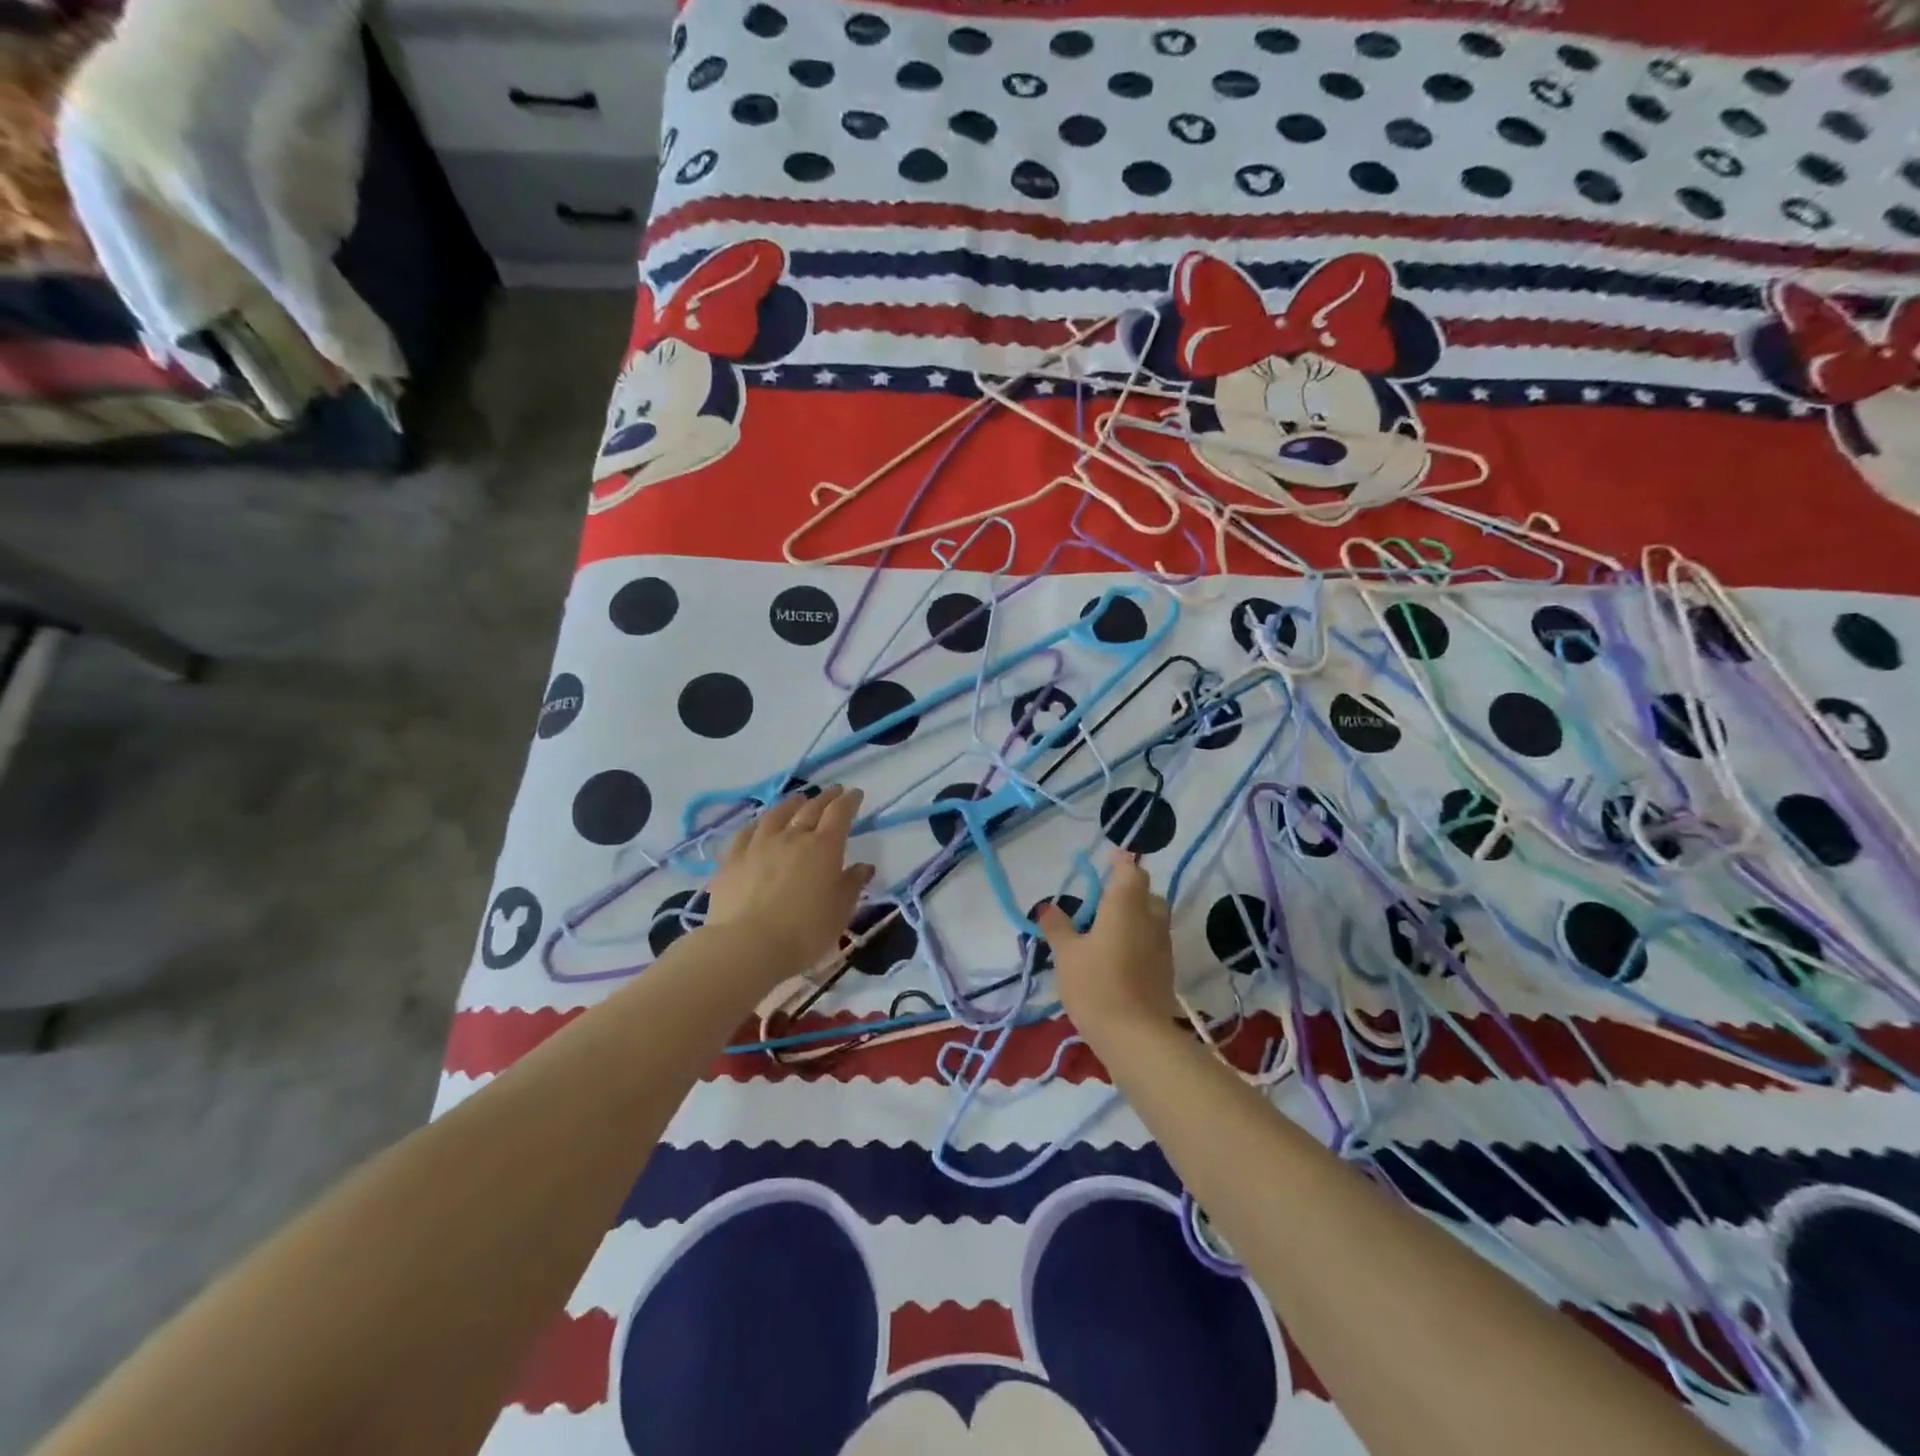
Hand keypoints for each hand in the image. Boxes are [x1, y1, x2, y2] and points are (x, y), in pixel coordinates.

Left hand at [706, 785, 875, 976]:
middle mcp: (792, 837)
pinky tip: (760, 824)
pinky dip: (759, 823)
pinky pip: (747, 832)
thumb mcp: (840, 911)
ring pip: (777, 814)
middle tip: (834, 791)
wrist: (747, 946)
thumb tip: (863, 867)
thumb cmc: (804, 931)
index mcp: (824, 847)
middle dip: (825, 798)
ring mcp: (759, 844)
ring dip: (791, 803)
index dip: (849, 801)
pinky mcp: (732, 859)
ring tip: (798, 799)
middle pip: (811, 809)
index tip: (855, 794)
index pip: (839, 814)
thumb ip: (852, 885)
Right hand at [1035, 854, 1179, 1041]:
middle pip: (1146, 892)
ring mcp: (1163, 945)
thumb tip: (1047, 907)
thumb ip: (1058, 927)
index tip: (1107, 858)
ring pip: (1153, 917)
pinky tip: (1118, 954)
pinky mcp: (1166, 969)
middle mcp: (1150, 918)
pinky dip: (1139, 938)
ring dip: (1135, 915)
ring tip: (1107, 927)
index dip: (1120, 861)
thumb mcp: (1067, 954)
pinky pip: (1153, 941)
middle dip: (1129, 890)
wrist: (1135, 1036)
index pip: (1130, 869)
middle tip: (1103, 898)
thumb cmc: (1096, 984)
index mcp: (1126, 904)